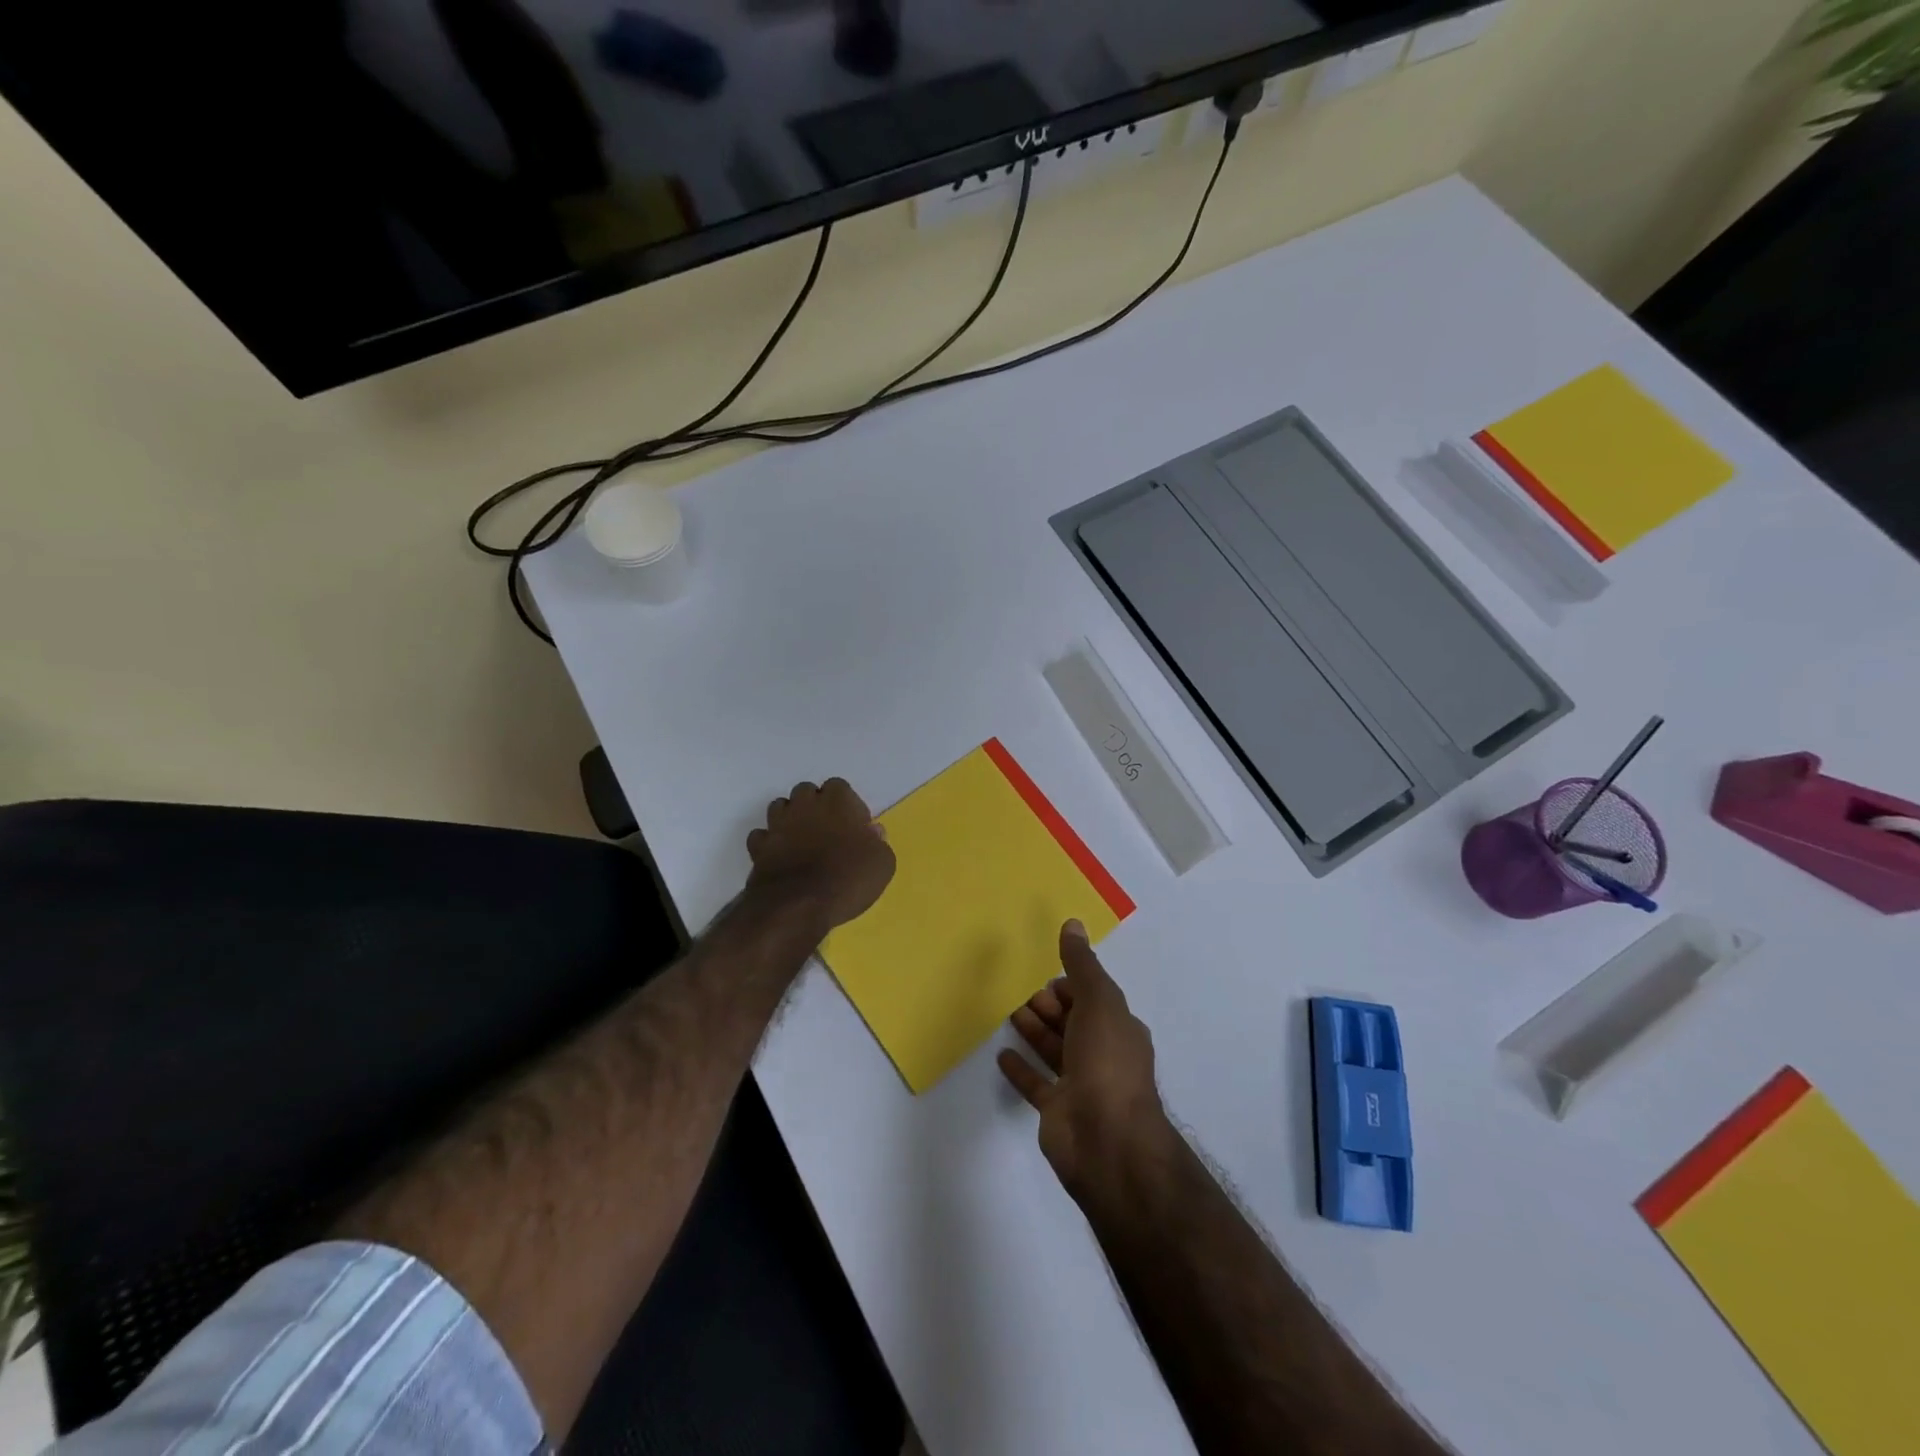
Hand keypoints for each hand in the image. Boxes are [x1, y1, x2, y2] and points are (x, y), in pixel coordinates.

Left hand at [746, 779, 894, 932]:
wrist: (798, 906)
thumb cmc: (848, 879)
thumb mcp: (883, 863)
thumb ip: (878, 842)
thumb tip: (872, 832)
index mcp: (837, 801)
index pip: (839, 786)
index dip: (847, 805)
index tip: (854, 827)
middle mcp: (805, 804)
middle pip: (806, 792)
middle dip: (815, 806)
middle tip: (827, 831)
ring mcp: (778, 824)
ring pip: (780, 807)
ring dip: (790, 819)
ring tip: (801, 841)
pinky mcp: (758, 846)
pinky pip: (762, 835)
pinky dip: (770, 842)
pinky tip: (780, 856)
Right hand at [998, 921, 1171, 1201]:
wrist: (1106, 1140)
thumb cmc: (1106, 1062)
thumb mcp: (1098, 1002)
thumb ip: (1082, 965)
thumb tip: (1073, 923)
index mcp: (1119, 1029)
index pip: (1094, 999)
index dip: (1072, 986)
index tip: (1047, 975)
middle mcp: (1103, 1055)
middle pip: (1073, 1023)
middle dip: (1051, 1006)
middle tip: (1021, 990)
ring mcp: (1081, 1085)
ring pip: (1054, 1050)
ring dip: (1034, 1030)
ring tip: (1008, 1012)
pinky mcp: (1057, 1111)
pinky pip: (1036, 1084)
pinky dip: (1021, 1068)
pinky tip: (1002, 1055)